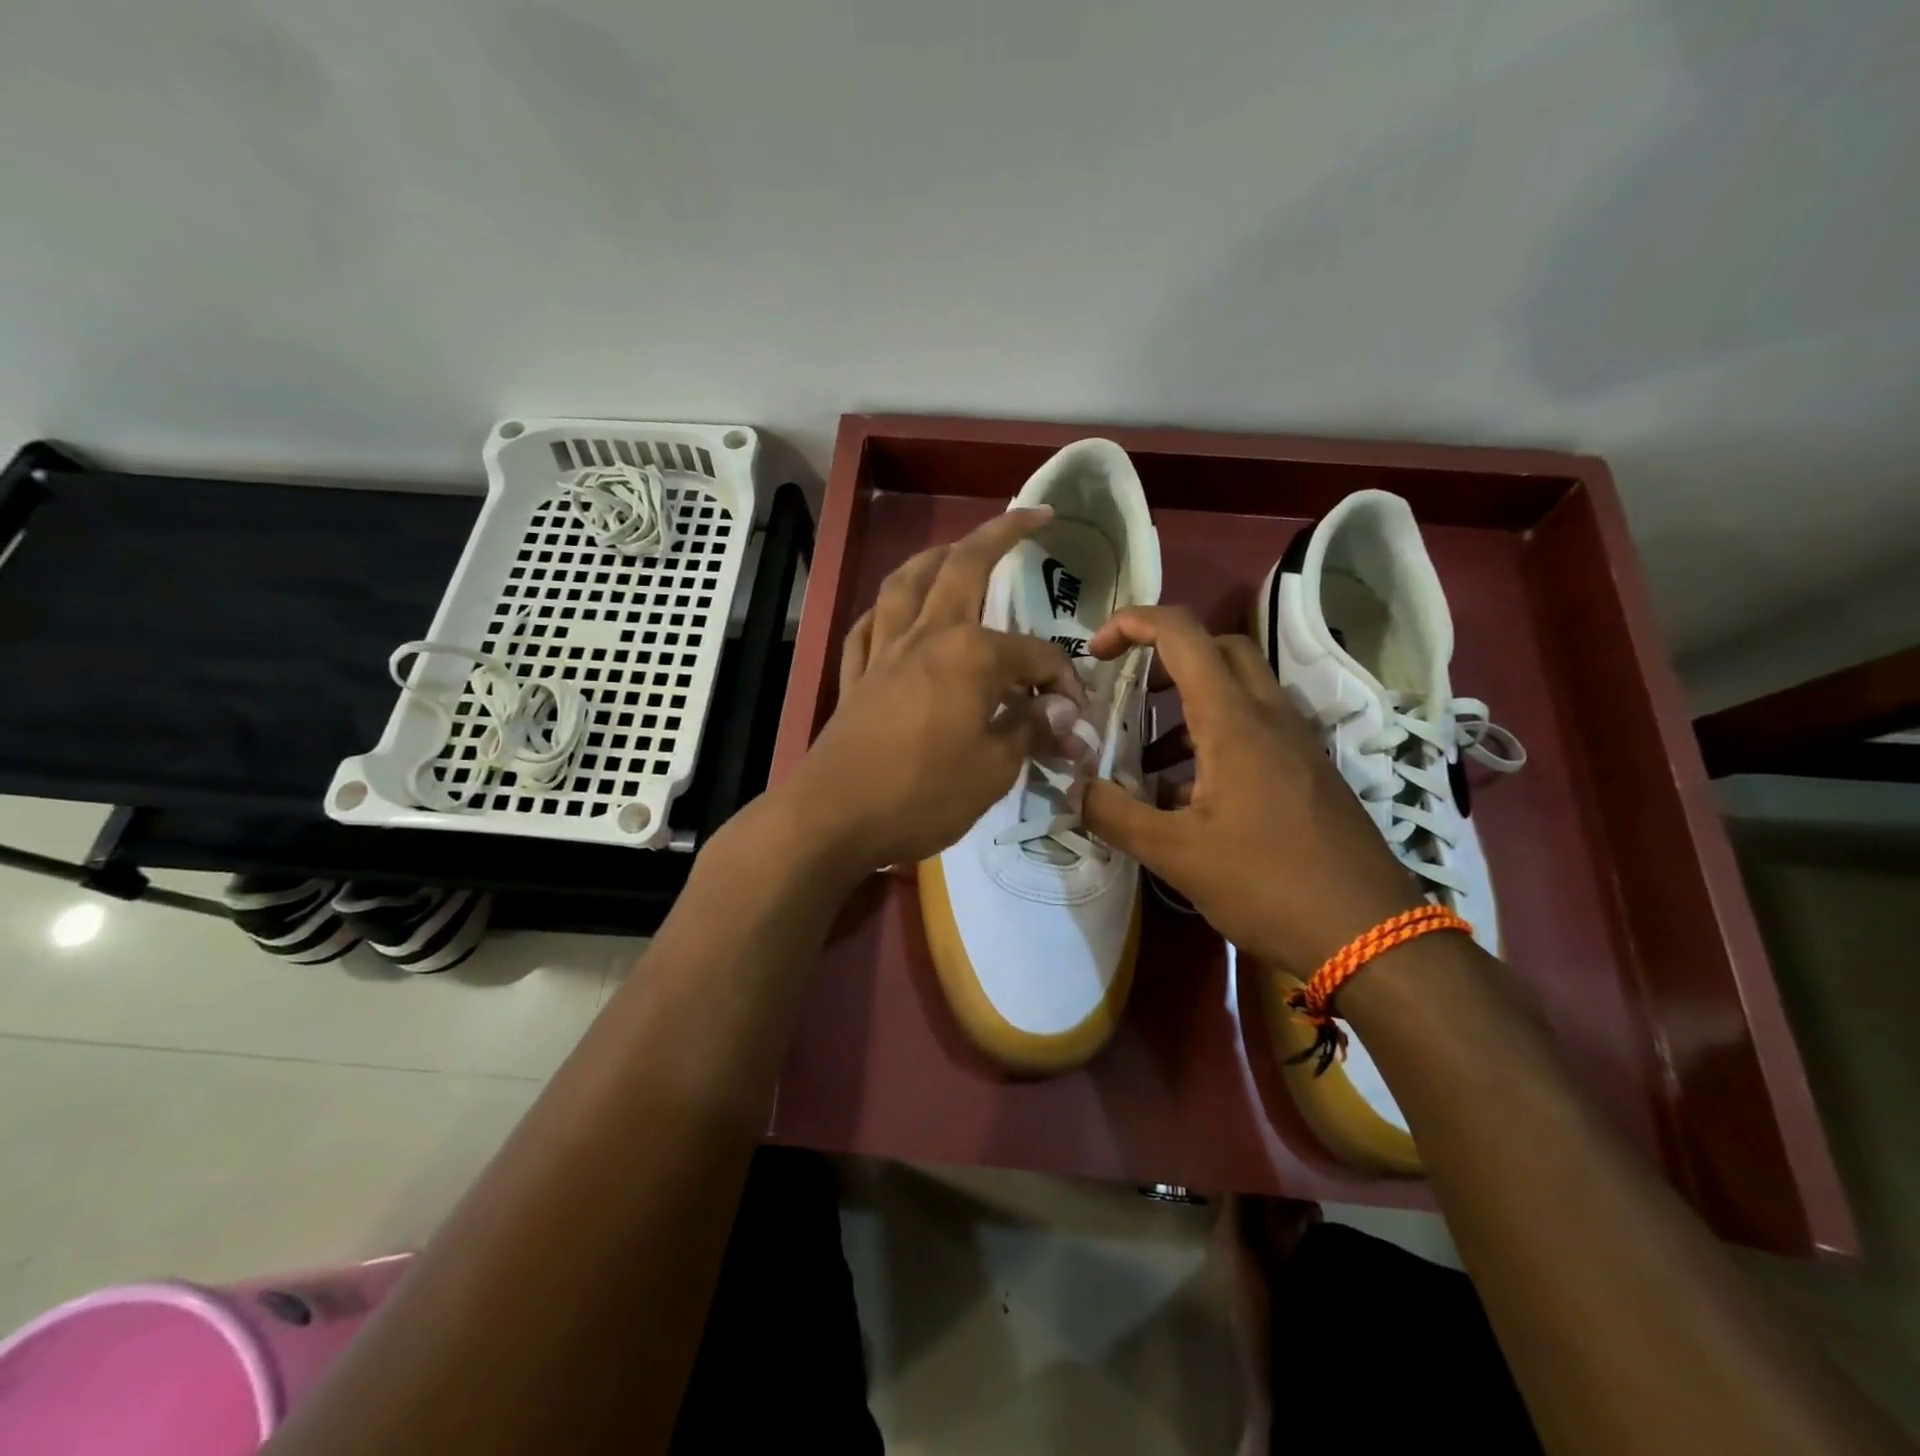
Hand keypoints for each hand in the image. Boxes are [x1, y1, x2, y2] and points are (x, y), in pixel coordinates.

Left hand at [780, 509, 1083, 878]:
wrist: (834, 818)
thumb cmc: (923, 793)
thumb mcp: (994, 769)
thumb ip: (1031, 730)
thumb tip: (1066, 713)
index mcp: (969, 654)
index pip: (1034, 656)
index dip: (1062, 683)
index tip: (1076, 720)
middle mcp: (926, 636)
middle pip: (963, 569)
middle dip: (1000, 534)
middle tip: (1029, 515)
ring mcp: (883, 653)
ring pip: (906, 584)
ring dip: (933, 557)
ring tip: (953, 547)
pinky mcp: (854, 678)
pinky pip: (868, 628)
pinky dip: (884, 612)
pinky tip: (892, 613)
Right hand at [1080, 606, 1422, 973]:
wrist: (1372, 936)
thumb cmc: (1269, 884)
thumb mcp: (1176, 855)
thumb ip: (1115, 816)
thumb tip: (1074, 791)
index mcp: (1234, 720)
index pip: (1182, 634)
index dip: (1132, 624)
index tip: (1094, 652)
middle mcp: (1270, 717)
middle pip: (1217, 649)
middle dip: (1165, 657)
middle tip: (1128, 692)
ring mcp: (1295, 744)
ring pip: (1238, 692)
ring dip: (1187, 707)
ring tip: (1145, 760)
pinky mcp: (1307, 773)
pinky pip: (1255, 732)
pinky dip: (1213, 742)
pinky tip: (1188, 800)